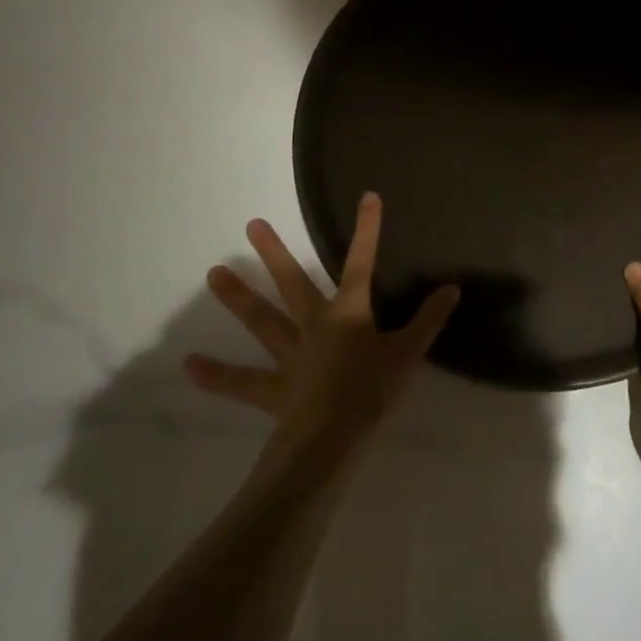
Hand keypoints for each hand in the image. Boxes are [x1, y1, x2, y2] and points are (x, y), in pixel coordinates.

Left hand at [186, 193, 459, 459]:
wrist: (333, 443)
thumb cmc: (373, 394)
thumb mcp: (409, 355)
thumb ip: (428, 320)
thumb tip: (452, 288)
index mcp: (348, 314)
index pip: (362, 263)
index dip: (368, 229)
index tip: (368, 196)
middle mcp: (313, 325)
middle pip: (292, 282)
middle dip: (274, 253)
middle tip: (251, 224)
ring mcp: (289, 355)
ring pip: (261, 320)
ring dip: (238, 297)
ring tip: (212, 273)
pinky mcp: (273, 389)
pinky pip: (242, 381)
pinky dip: (217, 375)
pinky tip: (189, 366)